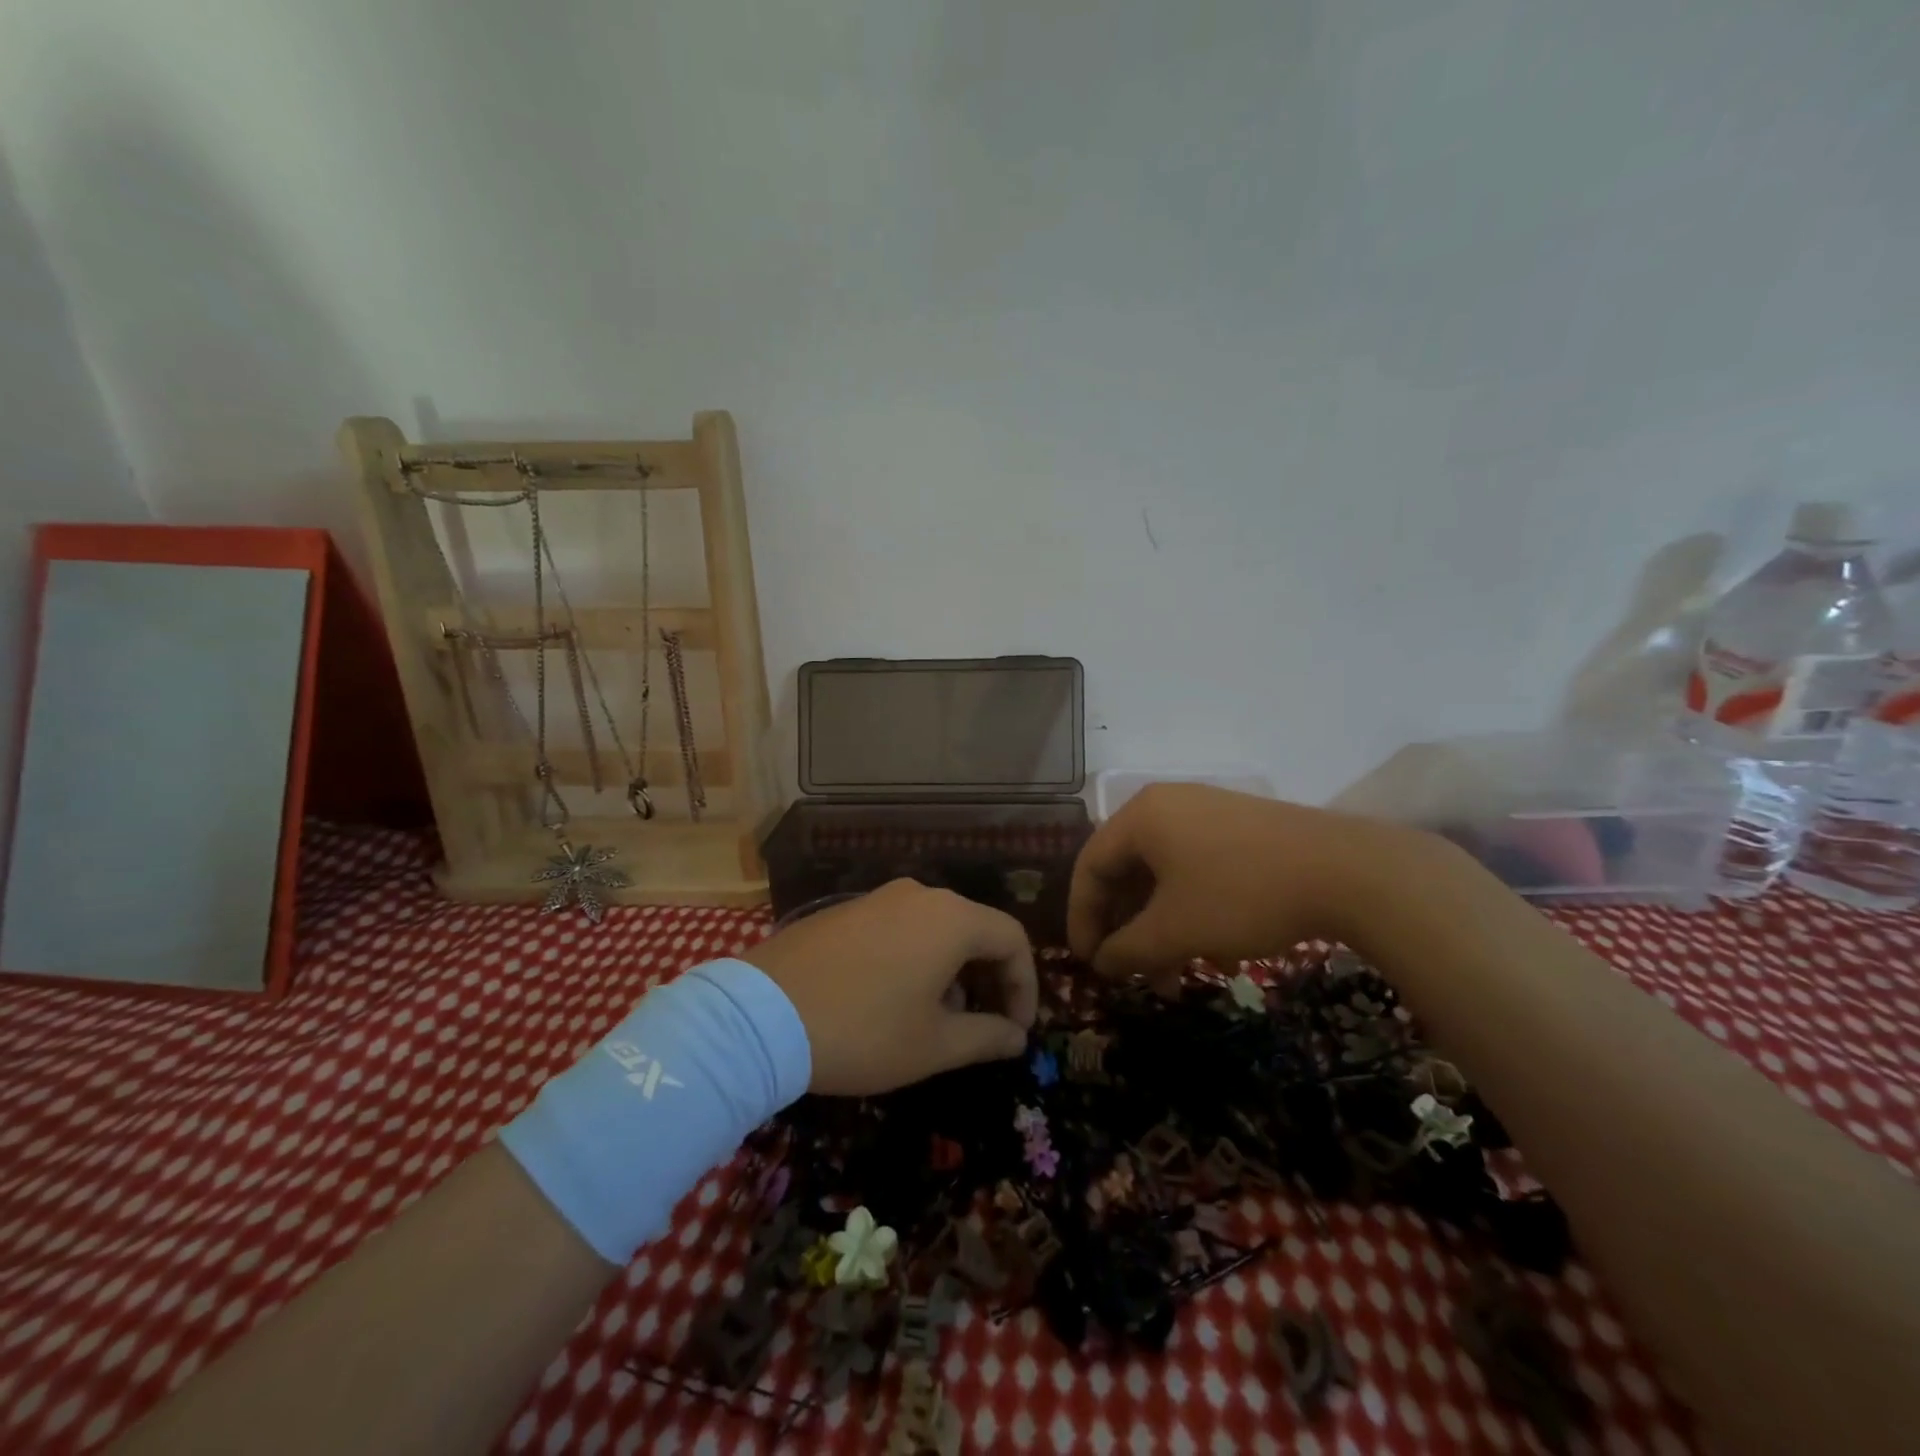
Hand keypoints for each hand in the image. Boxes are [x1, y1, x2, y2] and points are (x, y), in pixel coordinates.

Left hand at [743, 879, 1038, 1095]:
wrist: (760, 1016)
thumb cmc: (863, 1031)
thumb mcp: (933, 1045)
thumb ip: (986, 1037)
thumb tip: (1017, 1037)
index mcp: (950, 918)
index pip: (1012, 939)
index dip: (1025, 985)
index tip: (1017, 1030)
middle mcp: (919, 895)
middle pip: (975, 929)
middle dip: (989, 979)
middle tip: (986, 1027)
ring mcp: (877, 898)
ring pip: (936, 929)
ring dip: (952, 971)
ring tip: (938, 1020)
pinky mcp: (845, 910)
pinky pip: (900, 929)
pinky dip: (916, 960)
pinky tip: (894, 1000)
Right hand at [1067, 784, 1397, 979]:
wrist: (1349, 871)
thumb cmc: (1242, 894)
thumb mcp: (1175, 930)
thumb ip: (1127, 950)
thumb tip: (1102, 965)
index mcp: (1140, 816)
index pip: (1090, 866)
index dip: (1082, 918)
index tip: (1087, 963)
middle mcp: (1166, 805)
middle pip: (1126, 871)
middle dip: (1126, 930)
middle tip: (1129, 973)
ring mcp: (1207, 813)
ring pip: (1164, 876)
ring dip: (1160, 928)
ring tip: (1173, 976)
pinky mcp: (1240, 829)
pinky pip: (1196, 870)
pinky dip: (1190, 911)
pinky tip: (1213, 951)